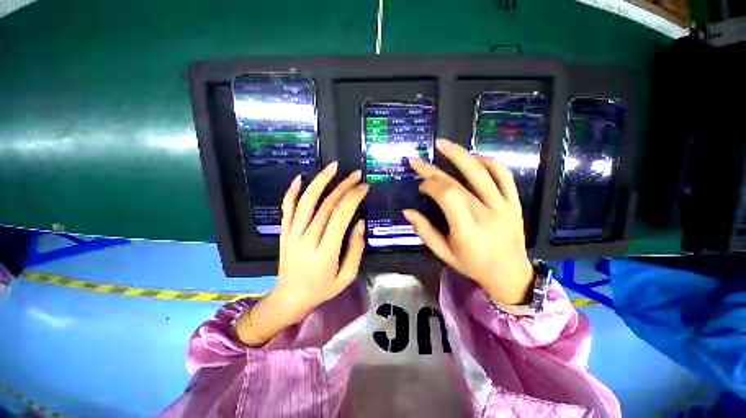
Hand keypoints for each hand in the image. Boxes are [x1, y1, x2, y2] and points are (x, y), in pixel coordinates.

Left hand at [235, 162, 367, 345]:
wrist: (289, 298)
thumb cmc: (322, 289)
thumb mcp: (346, 277)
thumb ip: (355, 250)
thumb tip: (359, 223)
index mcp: (325, 253)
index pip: (340, 217)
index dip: (353, 198)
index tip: (364, 187)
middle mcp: (306, 240)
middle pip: (325, 206)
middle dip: (343, 186)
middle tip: (356, 174)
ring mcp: (292, 234)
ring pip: (305, 202)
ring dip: (320, 182)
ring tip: (333, 167)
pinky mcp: (283, 233)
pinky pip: (286, 208)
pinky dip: (292, 192)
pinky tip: (300, 178)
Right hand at [404, 139, 533, 305]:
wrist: (510, 273)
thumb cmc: (472, 265)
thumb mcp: (443, 254)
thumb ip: (424, 231)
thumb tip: (407, 211)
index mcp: (467, 231)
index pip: (448, 196)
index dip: (431, 185)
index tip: (421, 186)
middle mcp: (487, 215)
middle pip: (459, 183)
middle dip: (434, 169)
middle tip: (418, 160)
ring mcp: (504, 206)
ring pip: (482, 172)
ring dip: (460, 154)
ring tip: (443, 144)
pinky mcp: (514, 203)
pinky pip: (504, 175)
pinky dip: (488, 162)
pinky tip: (473, 158)